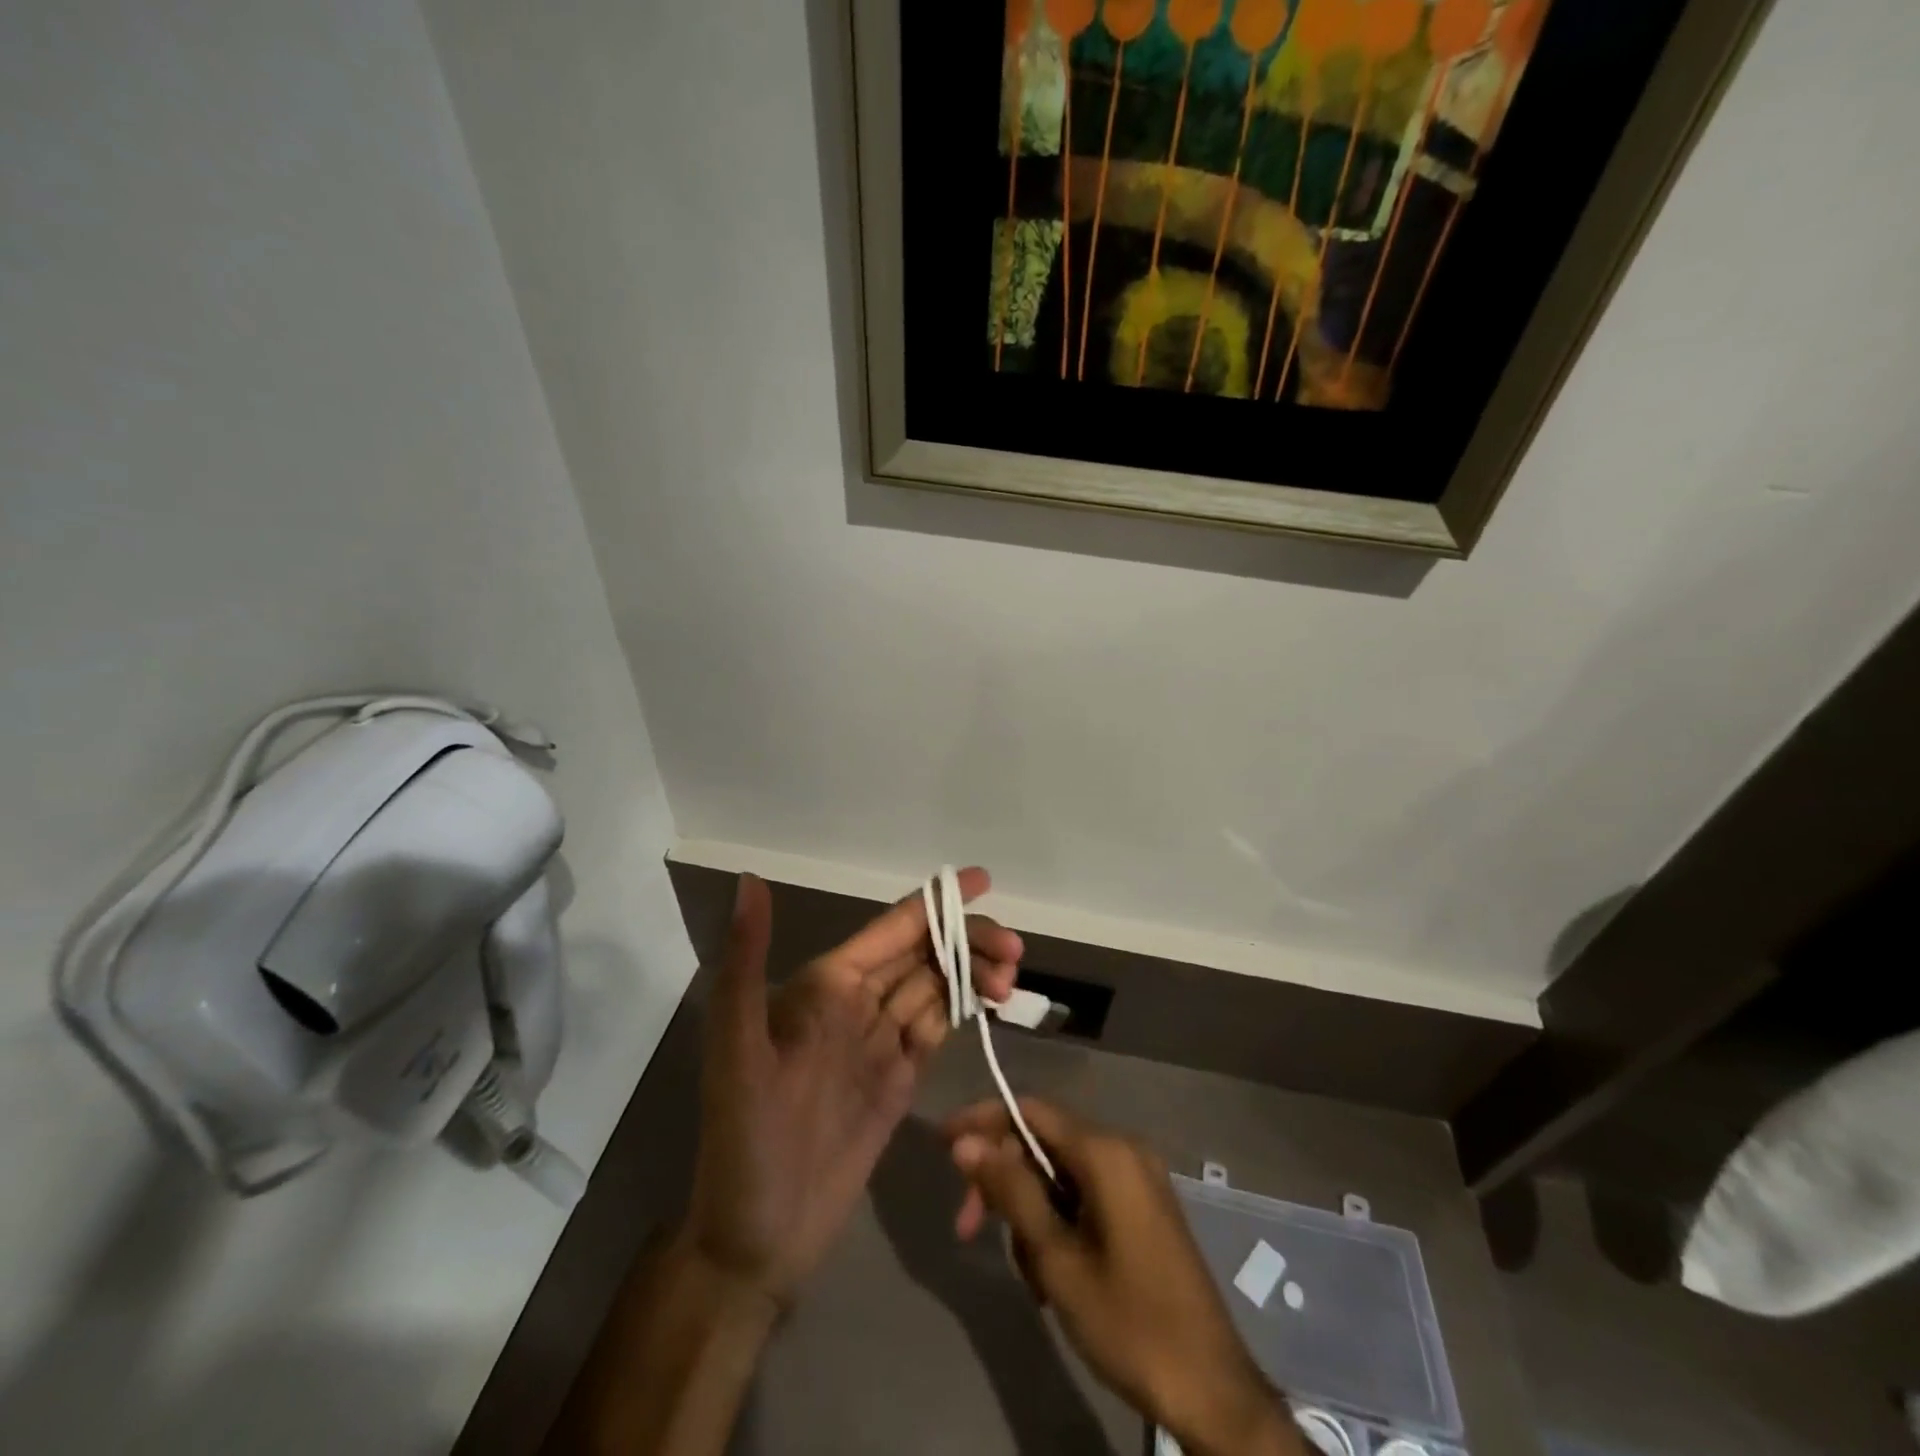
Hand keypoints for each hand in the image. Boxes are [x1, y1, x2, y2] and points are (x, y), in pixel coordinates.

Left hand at [680, 871, 1020, 1311]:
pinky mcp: (897, 1082)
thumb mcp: (736, 1050)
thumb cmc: (743, 1142)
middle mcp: (854, 1004)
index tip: (983, 881)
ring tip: (1010, 982)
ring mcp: (878, 1044)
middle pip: (923, 954)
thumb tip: (749, 880)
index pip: (890, 929)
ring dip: (973, 974)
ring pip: (935, 988)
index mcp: (824, 986)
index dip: (935, 903)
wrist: (756, 1242)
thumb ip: (745, 963)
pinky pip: (935, 1030)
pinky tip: (990, 1004)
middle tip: (1015, 953)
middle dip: (968, 941)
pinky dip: (963, 1010)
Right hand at [946, 1098, 1302, 1455]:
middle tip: (967, 1229)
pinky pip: (1086, 1192)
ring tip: (1025, 1272)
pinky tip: (1052, 1272)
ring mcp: (1139, 1177)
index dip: (983, 1121)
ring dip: (1031, 1210)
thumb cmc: (1129, 1321)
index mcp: (1106, 1151)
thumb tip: (966, 1141)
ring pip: (1062, 1173)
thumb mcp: (1057, 1258)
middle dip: (1003, 1180)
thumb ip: (1011, 1191)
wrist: (1212, 1390)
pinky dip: (1059, 1220)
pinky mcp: (1146, 1205)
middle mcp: (1125, 1149)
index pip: (1030, 1111)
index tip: (942, 1143)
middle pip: (1044, 1142)